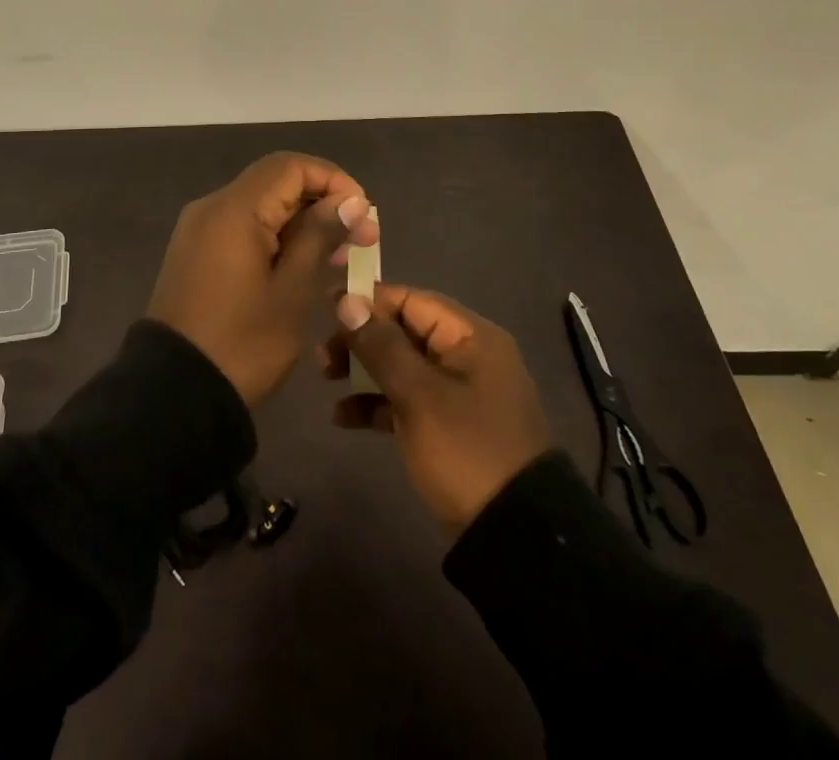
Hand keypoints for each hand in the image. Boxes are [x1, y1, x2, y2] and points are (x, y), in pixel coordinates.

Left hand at [149, 153, 380, 406]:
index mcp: (234, 209)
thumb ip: (320, 235)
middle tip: (361, 240)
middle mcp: (212, 207)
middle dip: (322, 202)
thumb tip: (352, 199)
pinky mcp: (195, 252)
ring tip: (339, 257)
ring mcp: (199, 229)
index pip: (291, 166)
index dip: (334, 180)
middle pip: (275, 182)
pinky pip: (242, 227)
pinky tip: (302, 265)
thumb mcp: (292, 291)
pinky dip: (276, 236)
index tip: (363, 215)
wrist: (173, 393)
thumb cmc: (242, 344)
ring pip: (260, 205)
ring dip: (301, 221)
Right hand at [324, 285, 550, 531]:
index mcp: (471, 337)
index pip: (411, 300)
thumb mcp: (419, 395)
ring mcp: (459, 394)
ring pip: (402, 366)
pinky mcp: (449, 427)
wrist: (515, 537)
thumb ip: (381, 345)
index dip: (368, 301)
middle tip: (323, 356)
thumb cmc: (466, 451)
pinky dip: (377, 403)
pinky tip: (344, 418)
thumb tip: (347, 300)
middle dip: (361, 340)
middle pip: (404, 331)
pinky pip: (407, 401)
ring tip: (326, 381)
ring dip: (363, 371)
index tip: (327, 309)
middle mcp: (467, 357)